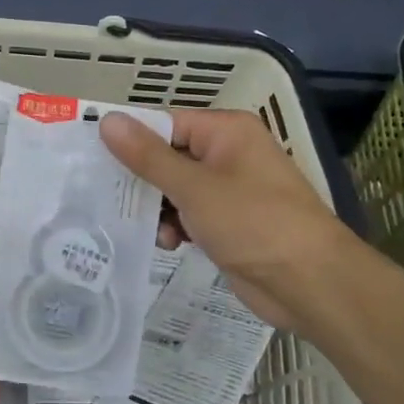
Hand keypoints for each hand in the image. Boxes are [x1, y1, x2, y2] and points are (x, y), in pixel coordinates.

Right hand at [99, 108, 349, 332]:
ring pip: (175, 189)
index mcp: (226, 131)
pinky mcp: (230, 223)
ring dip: (158, 209)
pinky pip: (190, 214)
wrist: (311, 283)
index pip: (164, 123)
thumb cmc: (253, 223)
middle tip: (105, 198)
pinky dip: (176, 226)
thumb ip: (148, 156)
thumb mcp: (194, 187)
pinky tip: (169, 244)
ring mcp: (230, 190)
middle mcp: (228, 153)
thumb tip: (107, 119)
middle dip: (142, 181)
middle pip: (168, 156)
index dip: (130, 140)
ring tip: (150, 229)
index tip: (93, 159)